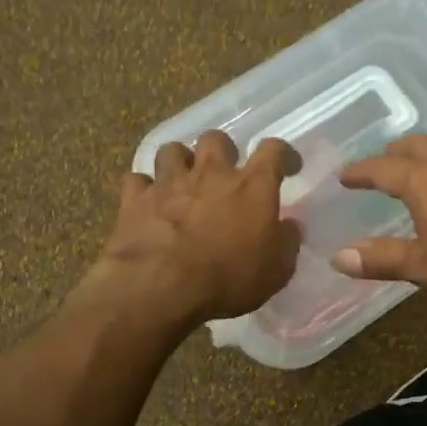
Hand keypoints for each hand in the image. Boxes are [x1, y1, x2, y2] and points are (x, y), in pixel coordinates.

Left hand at [83, 131, 301, 328]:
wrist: (161, 286)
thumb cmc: (228, 278)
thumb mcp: (275, 272)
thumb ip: (286, 244)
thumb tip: (290, 227)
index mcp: (252, 186)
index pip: (273, 151)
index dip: (283, 154)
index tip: (287, 166)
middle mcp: (211, 173)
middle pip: (216, 139)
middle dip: (221, 151)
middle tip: (223, 172)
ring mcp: (169, 182)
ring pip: (172, 150)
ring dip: (179, 162)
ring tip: (182, 180)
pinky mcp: (136, 199)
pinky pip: (137, 180)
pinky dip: (143, 188)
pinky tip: (147, 202)